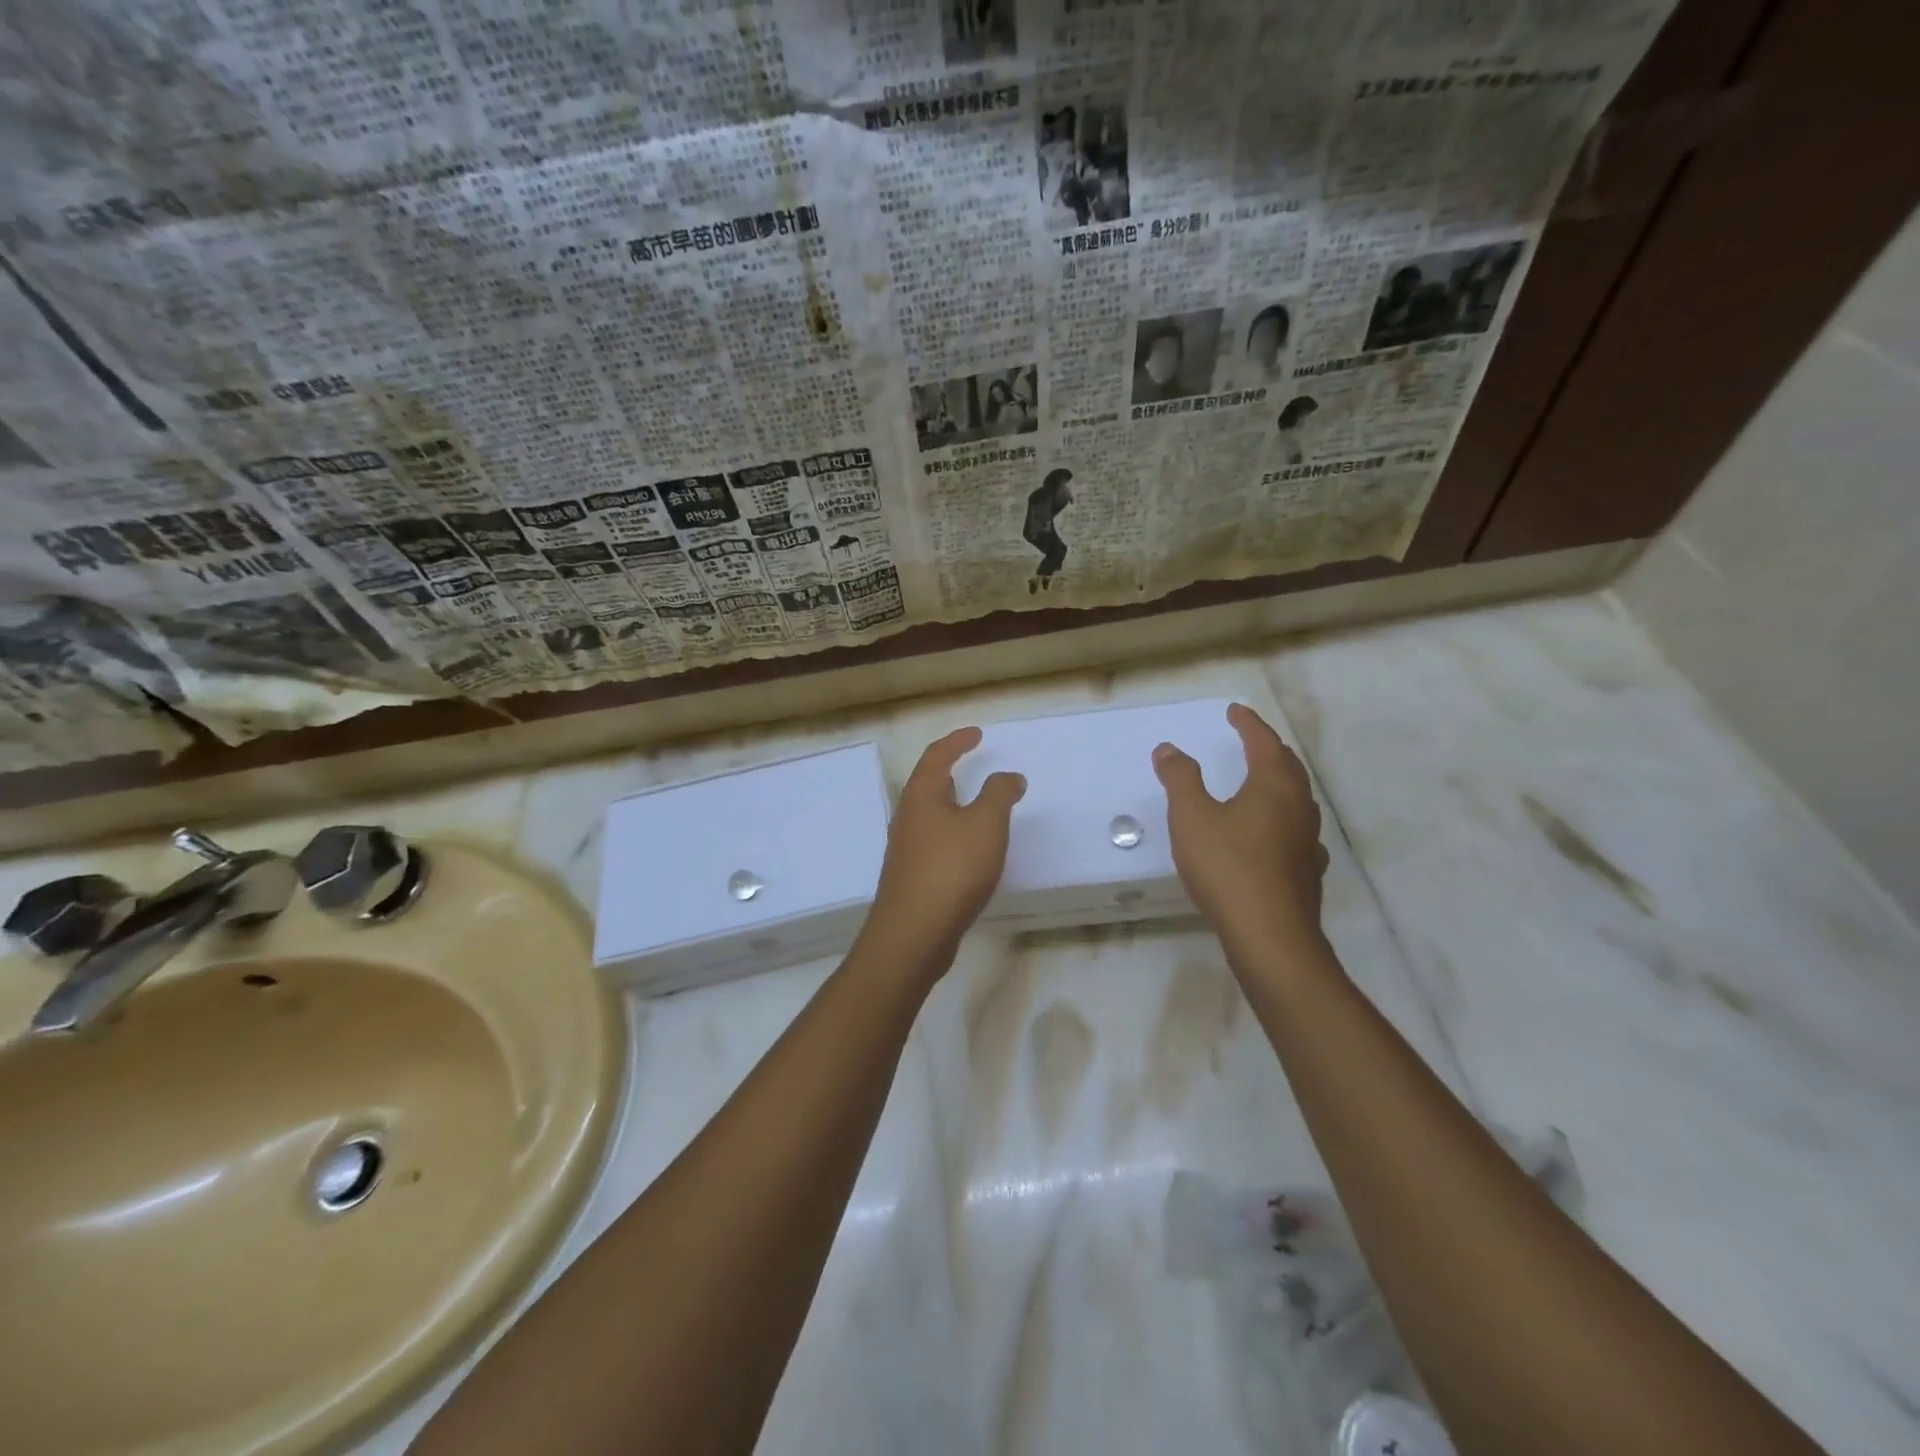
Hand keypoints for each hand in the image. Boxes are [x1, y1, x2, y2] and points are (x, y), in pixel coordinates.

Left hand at [861, 727, 1024, 969]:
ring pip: (930, 815)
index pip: (937, 756)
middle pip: (927, 784)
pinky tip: (969, 852)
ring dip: (952, 805)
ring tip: (976, 807)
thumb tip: (1010, 776)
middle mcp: (907, 817)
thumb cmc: (951, 869)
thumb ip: (999, 794)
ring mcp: (906, 849)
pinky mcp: (911, 877)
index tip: (977, 734)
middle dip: (950, 771)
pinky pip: (934, 842)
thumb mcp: (986, 824)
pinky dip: (953, 834)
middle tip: (972, 765)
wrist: (913, 933)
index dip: (957, 741)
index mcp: (922, 796)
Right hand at [1152, 702, 1329, 947]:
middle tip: (1250, 739)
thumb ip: (1180, 779)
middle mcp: (1298, 807)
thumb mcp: (1191, 817)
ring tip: (1261, 781)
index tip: (1234, 710)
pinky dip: (1283, 819)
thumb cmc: (1227, 867)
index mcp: (1273, 786)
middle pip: (1287, 766)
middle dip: (1268, 748)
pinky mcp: (1307, 871)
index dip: (1248, 723)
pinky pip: (1297, 831)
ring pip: (1297, 799)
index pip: (1263, 742)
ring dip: (1279, 782)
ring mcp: (1307, 840)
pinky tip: (1276, 834)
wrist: (1269, 934)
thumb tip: (1169, 748)